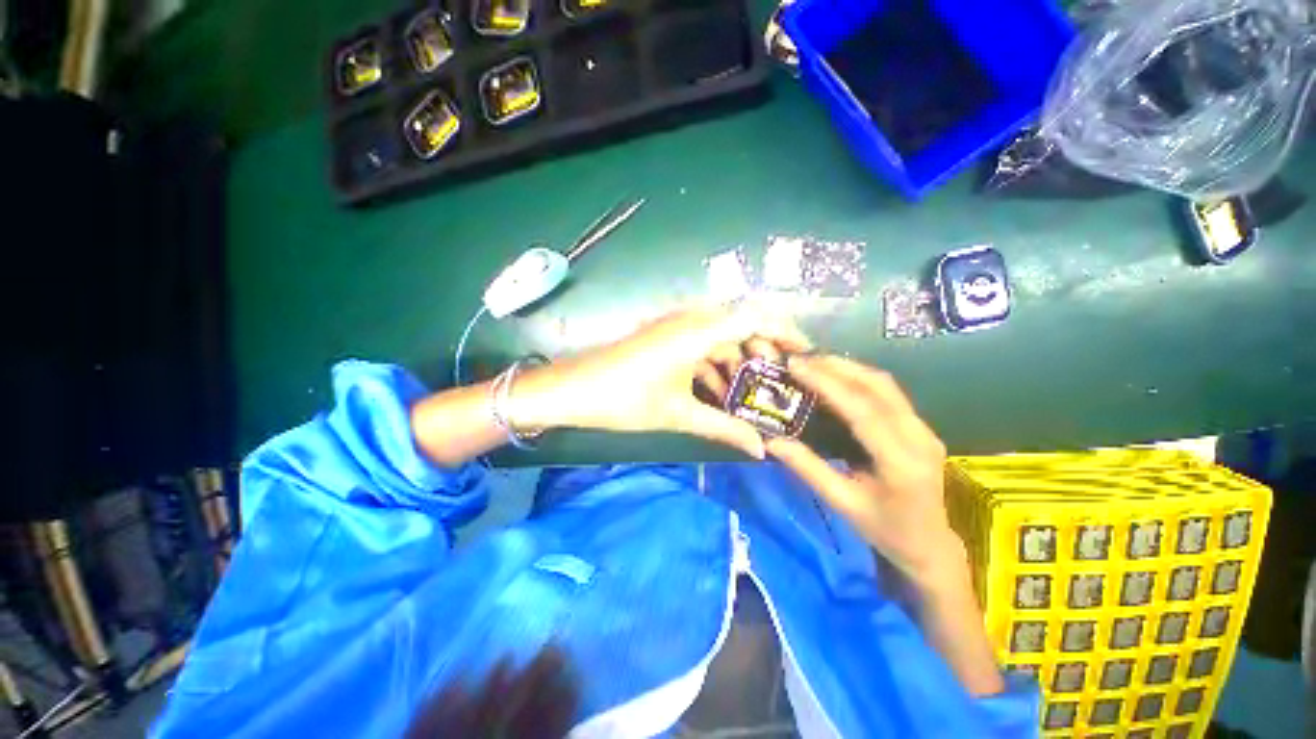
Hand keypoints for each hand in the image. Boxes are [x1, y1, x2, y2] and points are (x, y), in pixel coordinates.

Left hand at [512, 304, 810, 458]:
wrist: (572, 390)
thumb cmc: (624, 400)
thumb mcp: (679, 415)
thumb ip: (723, 429)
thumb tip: (760, 451)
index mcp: (697, 332)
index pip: (754, 318)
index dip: (784, 331)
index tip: (804, 353)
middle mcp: (689, 320)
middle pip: (739, 324)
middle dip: (760, 350)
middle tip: (773, 381)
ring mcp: (674, 327)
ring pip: (719, 336)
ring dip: (736, 359)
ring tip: (748, 392)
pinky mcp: (663, 337)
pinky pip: (700, 344)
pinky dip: (714, 363)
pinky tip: (717, 392)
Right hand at [765, 355, 967, 589]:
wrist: (930, 545)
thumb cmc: (885, 530)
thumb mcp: (842, 503)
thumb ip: (808, 468)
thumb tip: (771, 441)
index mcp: (901, 462)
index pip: (862, 410)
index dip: (827, 383)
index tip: (796, 366)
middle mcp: (919, 437)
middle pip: (878, 387)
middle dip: (837, 367)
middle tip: (800, 359)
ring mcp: (924, 429)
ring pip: (885, 385)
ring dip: (848, 369)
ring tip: (813, 363)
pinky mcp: (920, 427)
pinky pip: (888, 393)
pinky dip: (858, 379)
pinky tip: (836, 378)